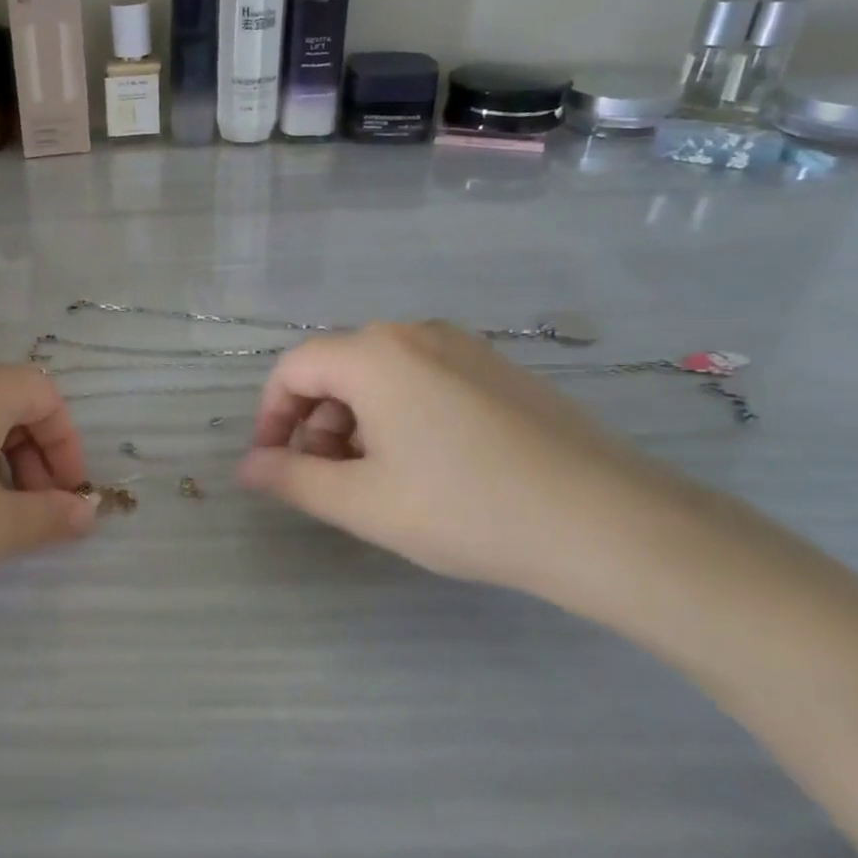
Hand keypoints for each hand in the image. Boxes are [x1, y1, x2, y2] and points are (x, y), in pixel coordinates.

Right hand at [238, 322, 705, 600]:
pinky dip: (401, 414)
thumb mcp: (364, 503)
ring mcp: (463, 347)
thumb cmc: (467, 509)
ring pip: (381, 375)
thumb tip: (246, 468)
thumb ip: (292, 480)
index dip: (271, 415)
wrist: (611, 523)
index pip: (292, 368)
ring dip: (358, 421)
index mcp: (373, 354)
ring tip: (378, 479)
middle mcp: (414, 333)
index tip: (274, 464)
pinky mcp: (499, 368)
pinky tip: (429, 466)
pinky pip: (424, 378)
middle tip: (329, 479)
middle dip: (317, 422)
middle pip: (337, 368)